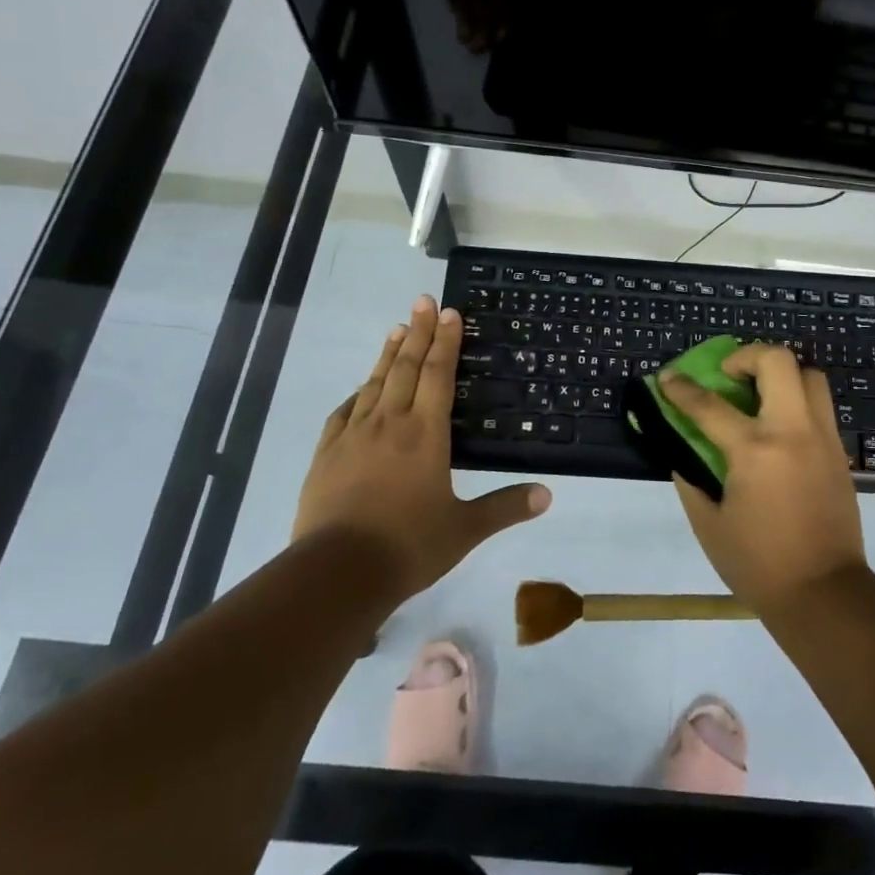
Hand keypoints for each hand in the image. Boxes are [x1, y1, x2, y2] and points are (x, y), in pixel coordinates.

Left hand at [293, 296, 550, 600]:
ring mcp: (353, 436)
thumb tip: (547, 494)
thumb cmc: (408, 546)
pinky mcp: (326, 454)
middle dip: (418, 332)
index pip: (438, 375)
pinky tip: (360, 389)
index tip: (449, 312)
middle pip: (405, 367)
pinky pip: (344, 412)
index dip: (446, 342)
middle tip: (423, 301)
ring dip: (388, 354)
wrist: (336, 573)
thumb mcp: (464, 529)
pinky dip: (357, 393)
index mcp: (425, 433)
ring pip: (374, 383)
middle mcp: (389, 423)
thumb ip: (504, 507)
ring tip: (397, 329)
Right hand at [659, 344, 867, 617]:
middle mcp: (793, 431)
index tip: (667, 378)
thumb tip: (681, 449)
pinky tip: (779, 429)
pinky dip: (797, 401)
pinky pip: (820, 406)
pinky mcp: (839, 452)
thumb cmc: (759, 564)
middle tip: (728, 375)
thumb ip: (691, 478)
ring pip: (809, 375)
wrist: (825, 595)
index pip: (709, 405)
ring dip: (781, 374)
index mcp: (754, 450)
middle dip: (746, 355)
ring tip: (759, 395)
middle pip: (777, 361)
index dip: (681, 389)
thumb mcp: (709, 524)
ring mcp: (822, 438)